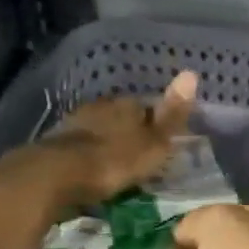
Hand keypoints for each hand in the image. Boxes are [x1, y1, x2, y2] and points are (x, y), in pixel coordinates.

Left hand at [10, 71, 197, 212]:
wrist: (56, 175)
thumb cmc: (114, 160)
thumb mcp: (153, 142)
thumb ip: (172, 114)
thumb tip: (192, 73)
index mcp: (126, 105)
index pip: (146, 107)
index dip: (154, 124)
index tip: (160, 143)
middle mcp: (100, 107)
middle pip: (120, 117)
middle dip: (128, 133)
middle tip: (138, 157)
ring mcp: (75, 123)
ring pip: (98, 130)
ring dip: (106, 143)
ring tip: (116, 166)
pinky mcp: (56, 143)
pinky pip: (80, 147)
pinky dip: (88, 156)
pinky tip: (92, 170)